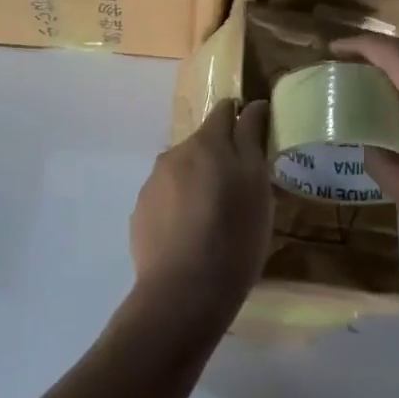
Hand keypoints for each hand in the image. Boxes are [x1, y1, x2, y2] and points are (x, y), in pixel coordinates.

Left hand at [128, 100, 273, 323]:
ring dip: (199, 182)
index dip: (243, 119)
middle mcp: (173, 154)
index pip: (225, 110)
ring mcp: (152, 184)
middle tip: (242, 192)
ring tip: (215, 219)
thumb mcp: (257, 185)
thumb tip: (253, 105)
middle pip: (203, 143)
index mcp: (206, 143)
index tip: (257, 142)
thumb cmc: (234, 235)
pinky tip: (192, 236)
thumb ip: (252, 139)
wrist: (183, 292)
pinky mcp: (140, 213)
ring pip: (183, 171)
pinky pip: (167, 198)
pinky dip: (181, 206)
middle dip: (221, 157)